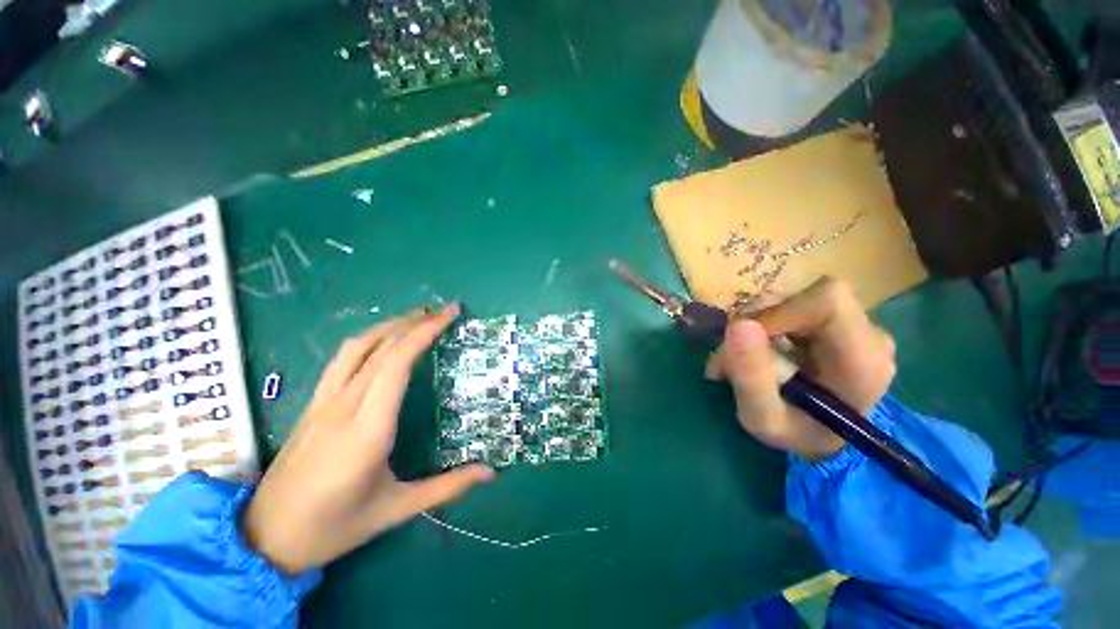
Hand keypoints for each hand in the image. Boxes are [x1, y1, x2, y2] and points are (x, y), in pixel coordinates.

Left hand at [242, 304, 494, 572]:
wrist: (264, 540)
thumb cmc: (334, 528)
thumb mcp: (396, 509)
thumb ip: (447, 487)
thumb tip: (490, 472)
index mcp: (368, 429)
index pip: (397, 363)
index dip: (424, 333)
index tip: (449, 316)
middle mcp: (343, 406)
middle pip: (379, 347)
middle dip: (415, 322)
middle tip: (445, 310)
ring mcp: (322, 402)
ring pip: (356, 347)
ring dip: (389, 325)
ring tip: (418, 317)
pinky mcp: (312, 405)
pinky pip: (342, 359)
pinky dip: (369, 339)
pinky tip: (383, 342)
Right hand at [705, 278, 895, 460]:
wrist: (822, 438)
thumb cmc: (796, 434)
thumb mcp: (762, 420)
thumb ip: (750, 377)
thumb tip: (738, 324)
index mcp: (864, 361)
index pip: (827, 301)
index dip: (778, 311)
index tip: (743, 338)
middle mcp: (870, 335)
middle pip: (806, 297)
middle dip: (758, 320)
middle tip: (729, 354)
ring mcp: (858, 325)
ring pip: (795, 299)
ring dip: (755, 324)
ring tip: (736, 359)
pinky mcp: (840, 322)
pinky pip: (794, 306)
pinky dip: (764, 324)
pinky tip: (757, 351)